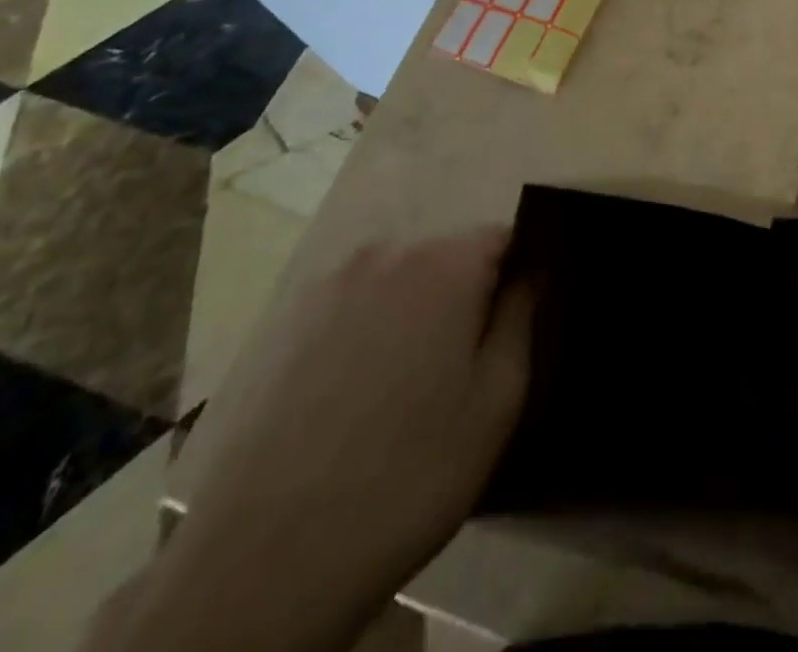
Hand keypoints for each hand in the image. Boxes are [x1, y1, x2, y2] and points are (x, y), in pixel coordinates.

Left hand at [90, 229, 532, 651]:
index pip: (504, 238)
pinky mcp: (287, 322)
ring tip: (410, 388)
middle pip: (449, 258)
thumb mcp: (497, 399)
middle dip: (466, 296)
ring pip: (399, 282)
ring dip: (415, 315)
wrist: (266, 559)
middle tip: (465, 366)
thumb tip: (531, 273)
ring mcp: (330, 285)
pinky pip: (353, 308)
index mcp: (446, 262)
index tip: (518, 322)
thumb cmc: (411, 471)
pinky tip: (360, 397)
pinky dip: (369, 333)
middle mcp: (388, 253)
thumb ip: (522, 316)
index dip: (519, 275)